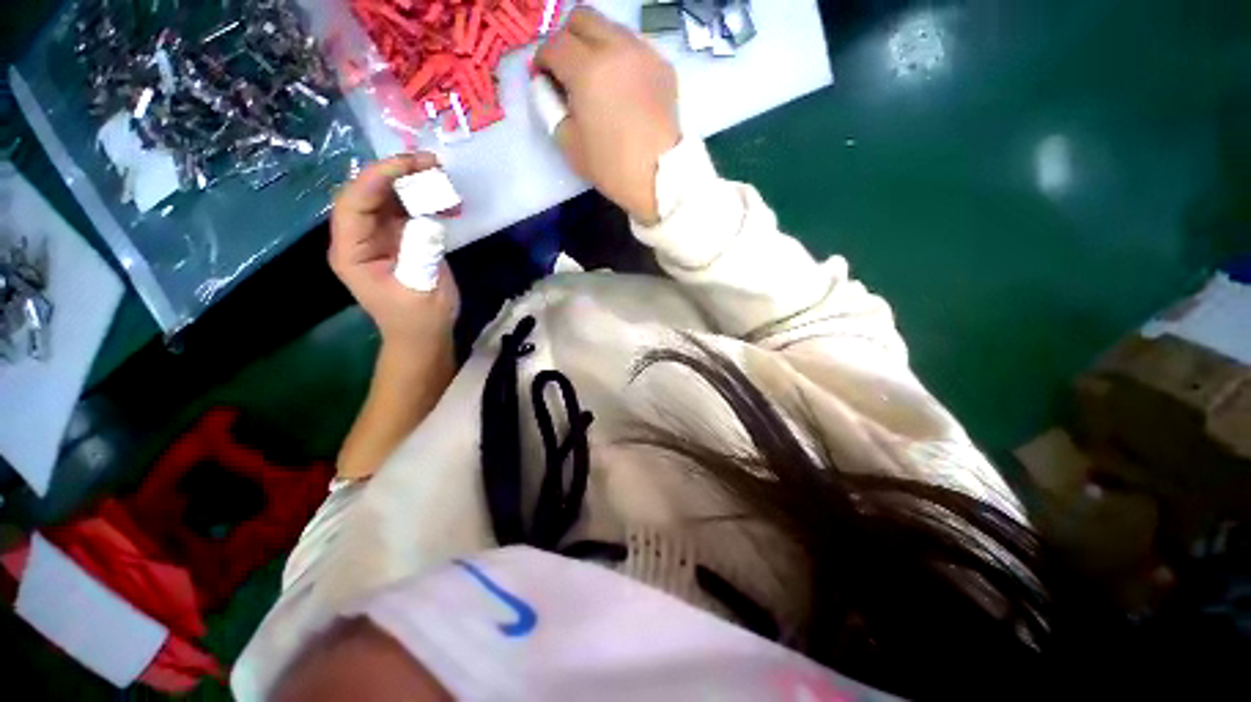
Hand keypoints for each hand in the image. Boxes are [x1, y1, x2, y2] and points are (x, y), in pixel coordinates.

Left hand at [330, 153, 459, 348]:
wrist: (425, 335)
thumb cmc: (420, 319)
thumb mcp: (421, 289)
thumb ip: (420, 252)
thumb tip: (426, 216)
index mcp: (351, 252)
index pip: (353, 203)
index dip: (377, 178)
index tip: (412, 164)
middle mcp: (358, 237)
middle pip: (367, 192)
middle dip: (396, 172)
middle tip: (431, 163)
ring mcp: (378, 236)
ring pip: (387, 196)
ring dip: (412, 182)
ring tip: (441, 175)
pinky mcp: (398, 238)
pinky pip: (406, 209)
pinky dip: (424, 199)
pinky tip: (446, 200)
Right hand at [535, 8, 679, 224]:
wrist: (662, 177)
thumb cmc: (612, 167)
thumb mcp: (569, 144)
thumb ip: (550, 108)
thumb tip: (546, 86)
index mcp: (587, 70)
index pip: (554, 44)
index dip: (542, 59)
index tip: (543, 78)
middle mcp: (616, 48)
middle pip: (581, 18)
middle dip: (567, 39)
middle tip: (566, 69)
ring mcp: (644, 53)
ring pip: (610, 27)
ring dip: (595, 44)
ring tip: (596, 77)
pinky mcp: (663, 66)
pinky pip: (635, 46)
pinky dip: (621, 57)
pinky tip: (622, 86)